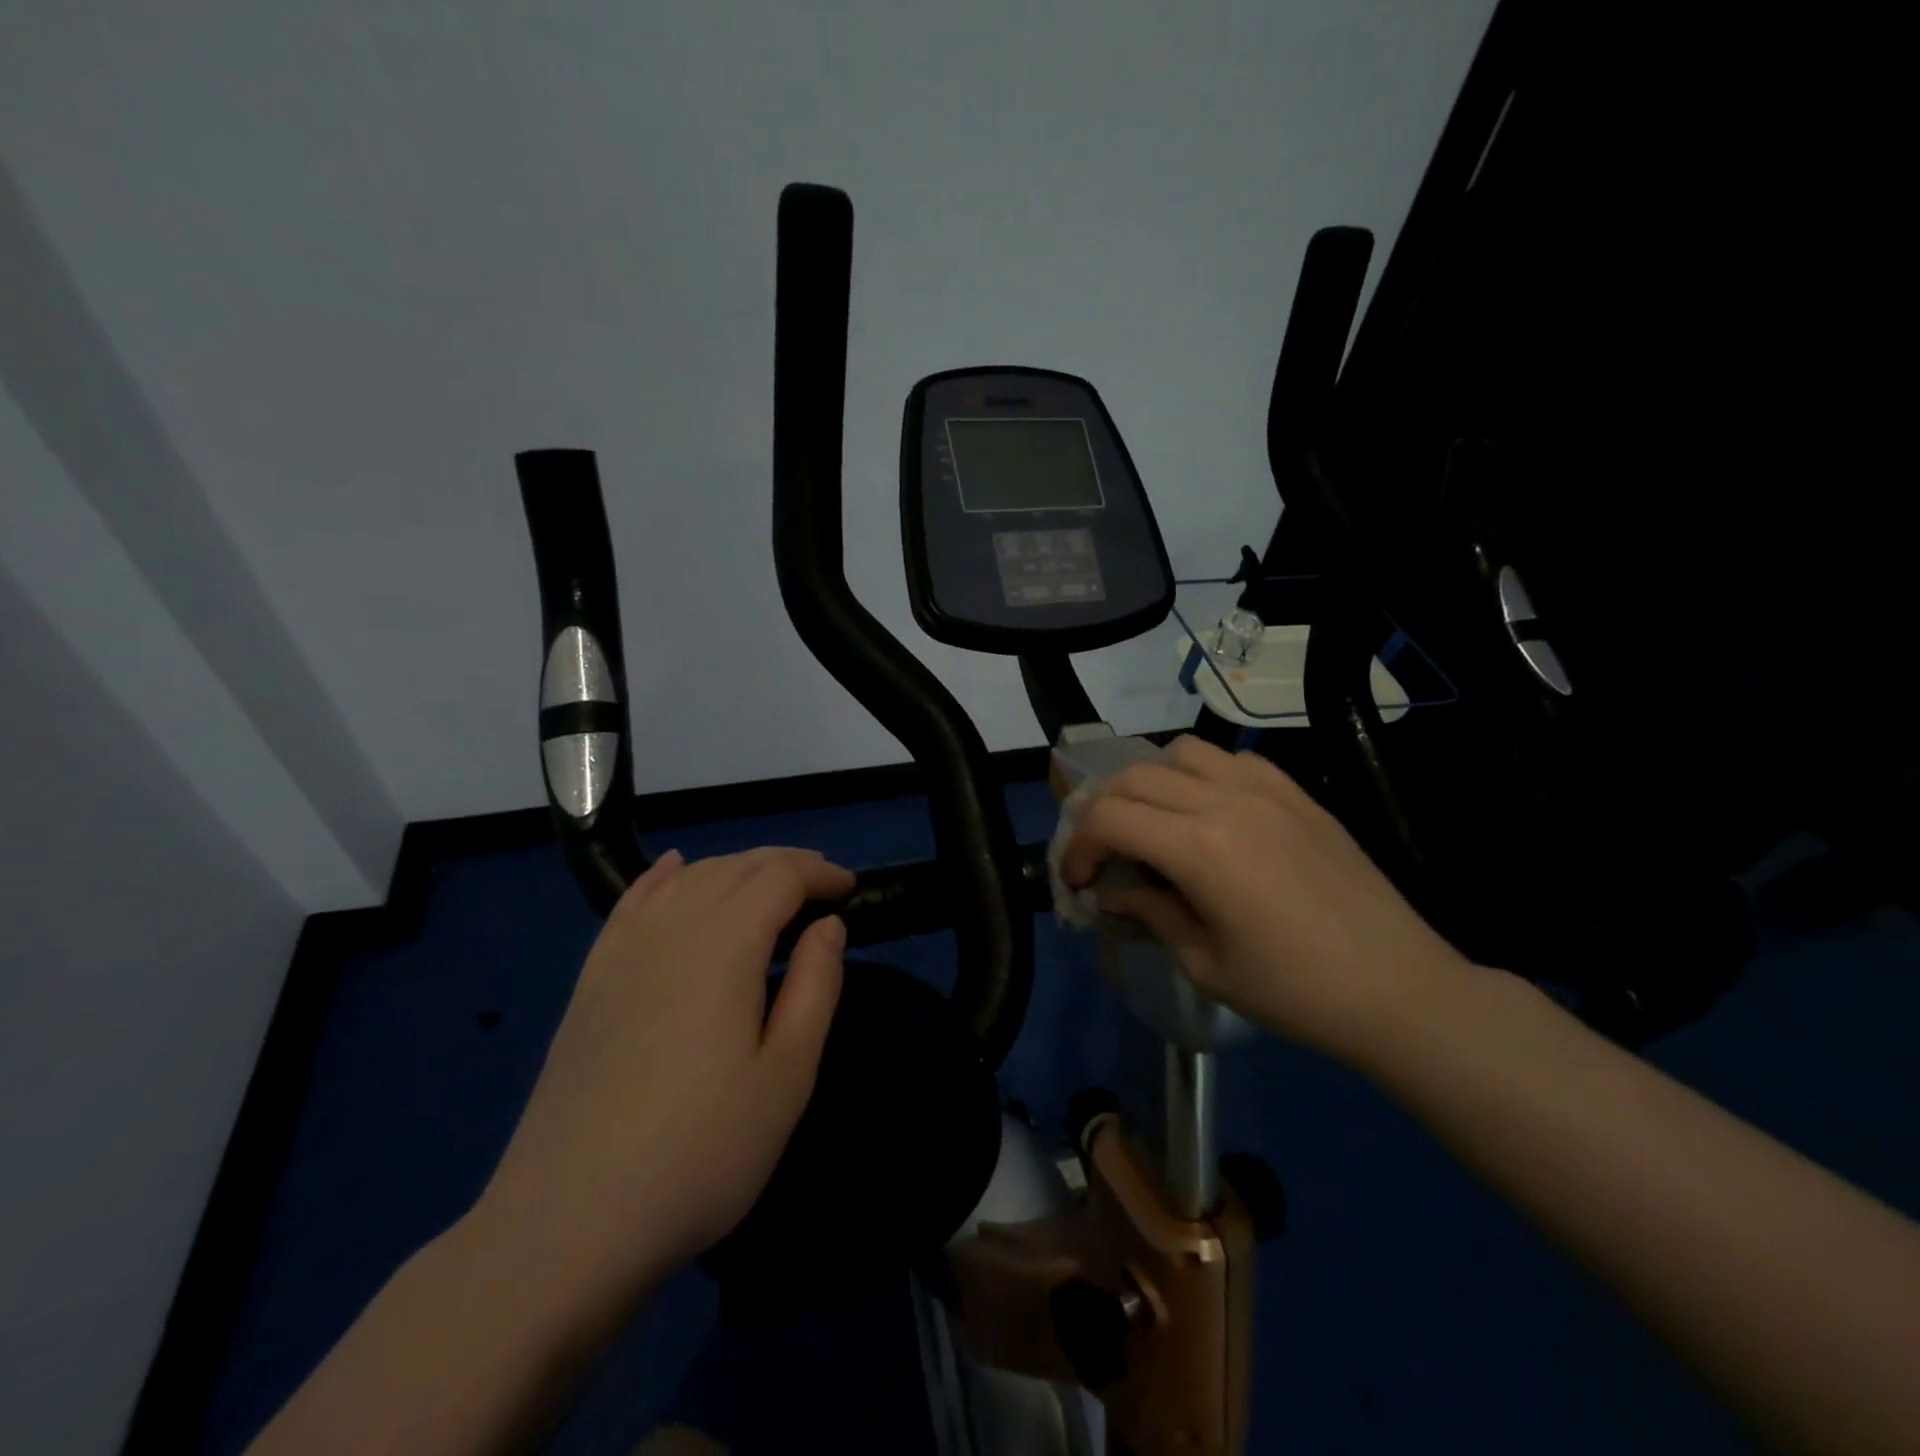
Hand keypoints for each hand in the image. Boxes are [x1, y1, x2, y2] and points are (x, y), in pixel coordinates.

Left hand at [476, 847, 852, 1309]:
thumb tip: (828, 924)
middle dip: (785, 864)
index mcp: (724, 944)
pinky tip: (677, 869)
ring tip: (769, 888)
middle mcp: (672, 927)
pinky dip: (665, 876)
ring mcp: (623, 950)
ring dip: (737, 869)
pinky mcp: (592, 978)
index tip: (850, 889)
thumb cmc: (700, 1152)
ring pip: (688, 878)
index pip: (779, 877)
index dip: (820, 873)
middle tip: (821, 887)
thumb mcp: (786, 1075)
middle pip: (735, 867)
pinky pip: (633, 900)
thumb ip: (815, 986)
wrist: (568, 1223)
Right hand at [1061, 735, 1470, 1059]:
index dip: (1079, 846)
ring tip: (1154, 823)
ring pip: (1182, 753)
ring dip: (1150, 782)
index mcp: (1199, 848)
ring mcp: (1267, 791)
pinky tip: (1209, 812)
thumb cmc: (1295, 992)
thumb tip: (1113, 892)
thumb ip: (1150, 913)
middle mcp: (1227, 801)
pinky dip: (1203, 774)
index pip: (1110, 817)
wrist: (1400, 989)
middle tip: (1103, 853)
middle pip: (1135, 777)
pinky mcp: (1298, 794)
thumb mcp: (1204, 964)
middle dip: (1103, 811)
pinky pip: (1234, 759)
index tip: (1078, 880)